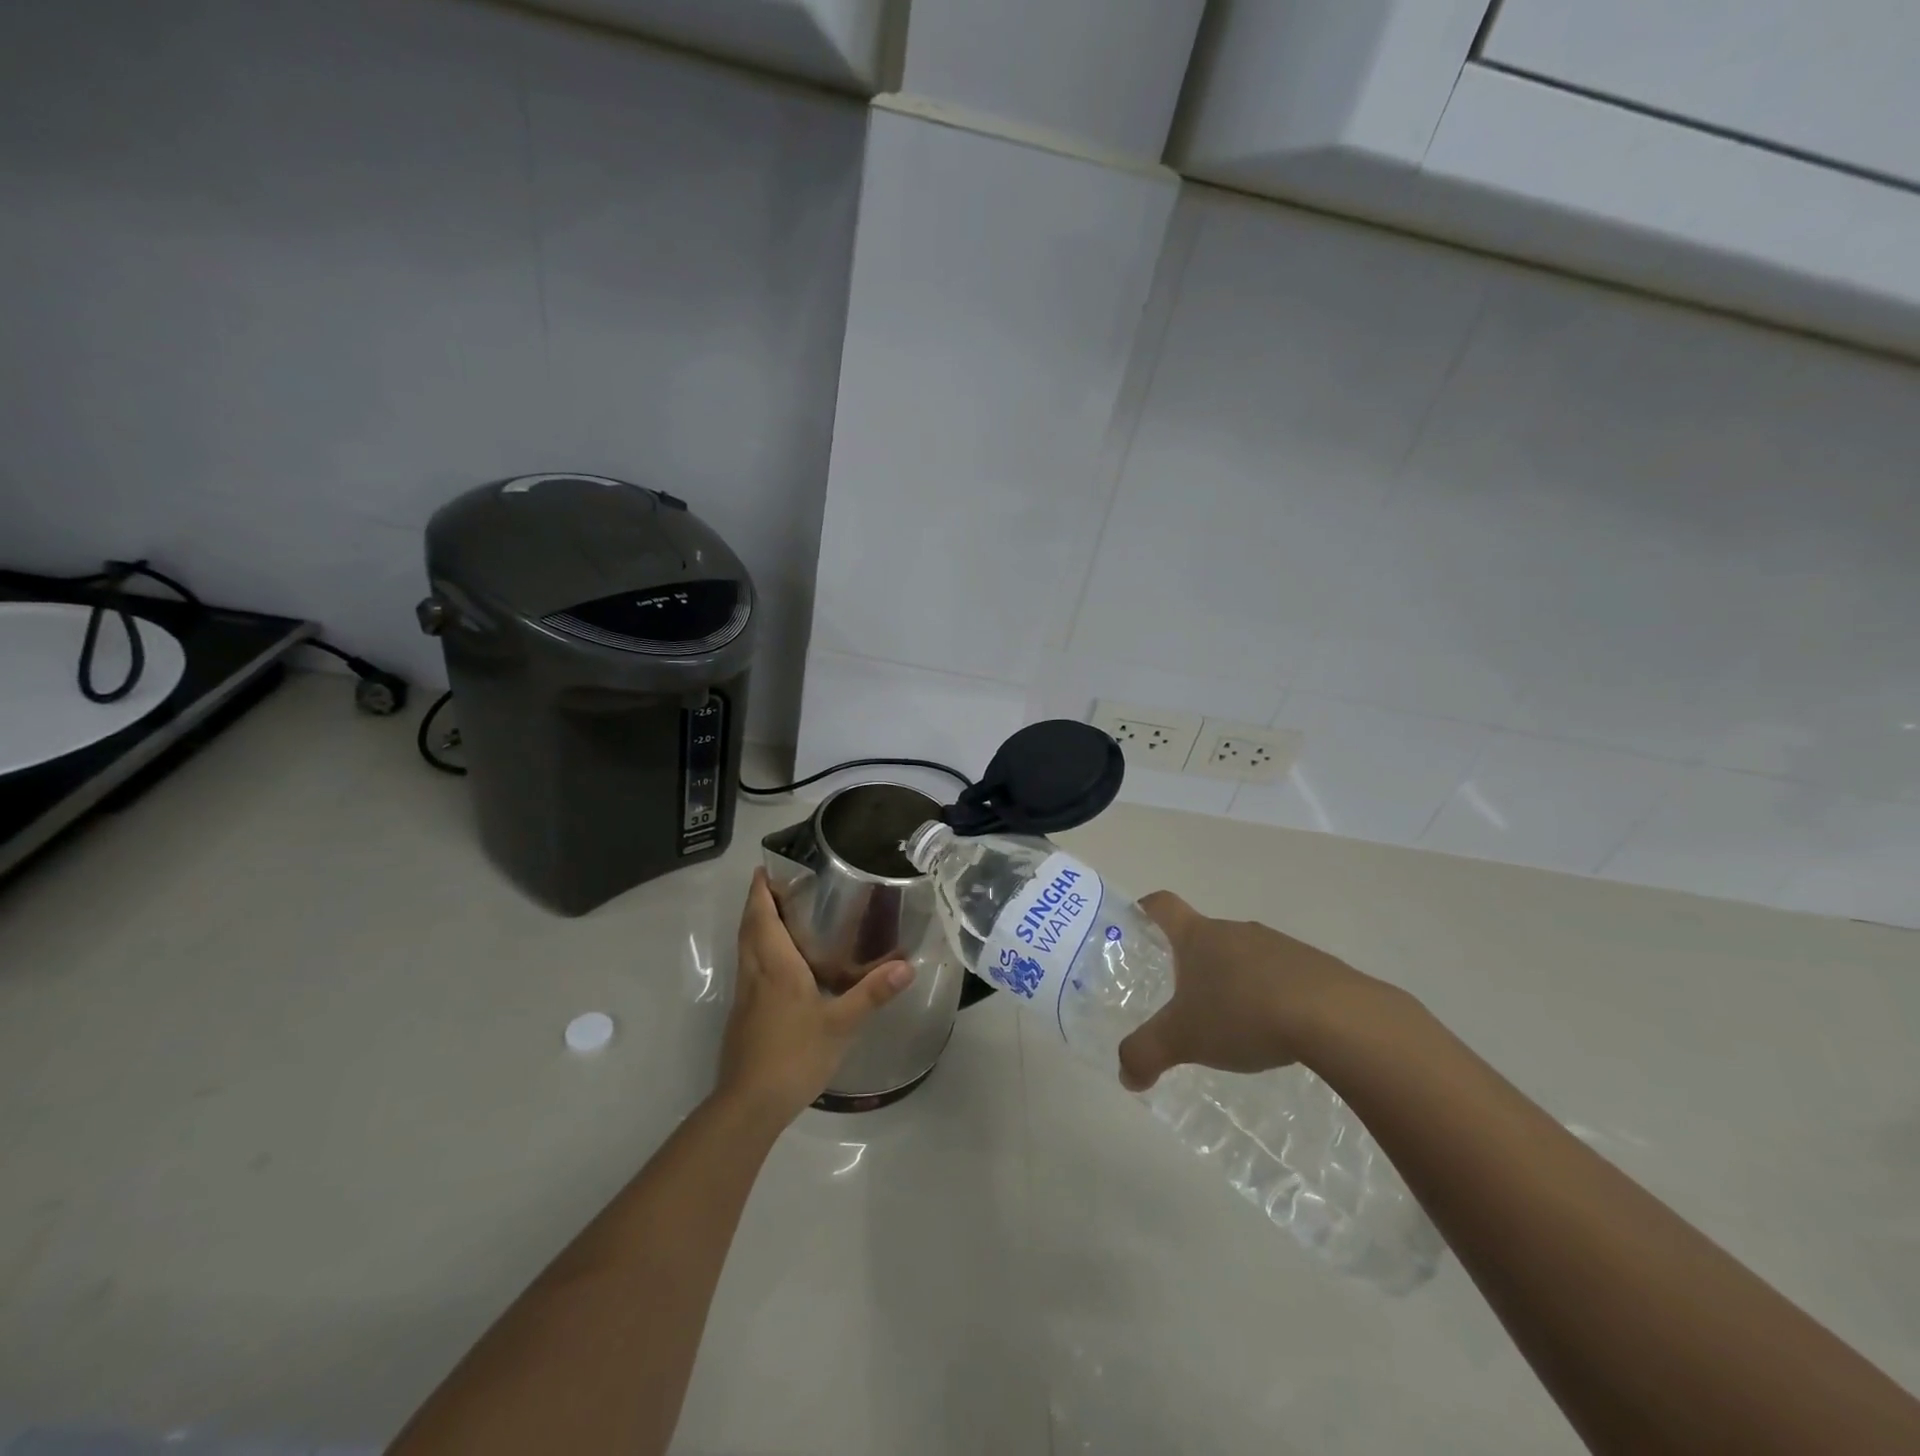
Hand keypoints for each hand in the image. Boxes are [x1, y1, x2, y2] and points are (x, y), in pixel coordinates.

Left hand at [718, 869, 914, 1122]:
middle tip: (776, 884)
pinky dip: (758, 951)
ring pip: (745, 949)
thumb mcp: (841, 1024)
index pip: (761, 917)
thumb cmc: (794, 1055)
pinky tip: (779, 965)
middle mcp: (755, 973)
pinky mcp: (743, 1016)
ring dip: (755, 926)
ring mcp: (745, 996)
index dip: (760, 891)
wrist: (749, 1104)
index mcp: (775, 966)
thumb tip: (908, 965)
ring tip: (779, 914)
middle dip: (757, 902)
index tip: (764, 868)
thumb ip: (872, 993)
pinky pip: (748, 969)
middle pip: (749, 928)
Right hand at [1117, 891, 1370, 1092]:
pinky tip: (1277, 1031)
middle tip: (1183, 998)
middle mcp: (1236, 931)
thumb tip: (1126, 1075)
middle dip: (1192, 962)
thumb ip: (1146, 1054)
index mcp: (1198, 937)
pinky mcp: (1315, 967)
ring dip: (1234, 980)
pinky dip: (1271, 995)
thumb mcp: (1183, 1040)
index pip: (1163, 905)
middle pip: (1204, 935)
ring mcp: (1279, 945)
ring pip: (1244, 956)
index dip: (1146, 909)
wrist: (1336, 1018)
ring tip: (1233, 1023)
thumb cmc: (1243, 1014)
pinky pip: (1281, 975)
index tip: (1137, 922)